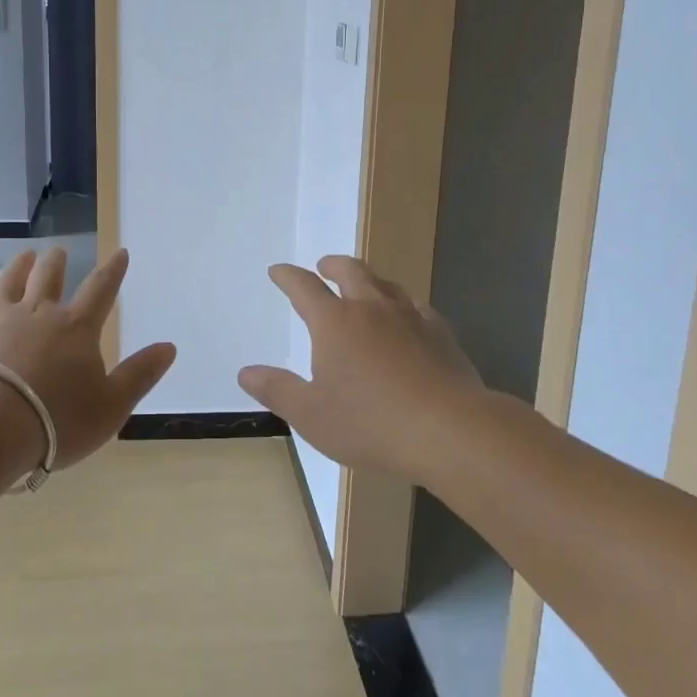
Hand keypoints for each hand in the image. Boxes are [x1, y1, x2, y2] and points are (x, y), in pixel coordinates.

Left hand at [0, 247, 176, 468]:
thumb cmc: (57, 421)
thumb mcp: (112, 405)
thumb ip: (140, 374)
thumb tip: (170, 346)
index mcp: (76, 328)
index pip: (101, 290)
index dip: (113, 271)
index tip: (120, 252)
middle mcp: (37, 313)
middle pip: (49, 277)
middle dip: (56, 262)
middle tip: (59, 251)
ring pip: (8, 283)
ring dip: (17, 267)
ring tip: (25, 254)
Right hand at [239, 255, 482, 483]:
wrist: (449, 430)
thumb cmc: (371, 424)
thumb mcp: (311, 415)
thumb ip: (277, 390)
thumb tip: (246, 372)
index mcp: (334, 323)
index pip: (304, 287)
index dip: (288, 276)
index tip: (278, 271)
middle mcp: (370, 308)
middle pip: (349, 271)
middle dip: (332, 265)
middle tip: (324, 267)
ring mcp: (409, 316)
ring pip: (385, 283)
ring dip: (368, 279)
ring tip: (363, 287)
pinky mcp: (440, 332)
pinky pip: (415, 305)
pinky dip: (401, 303)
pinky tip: (406, 316)